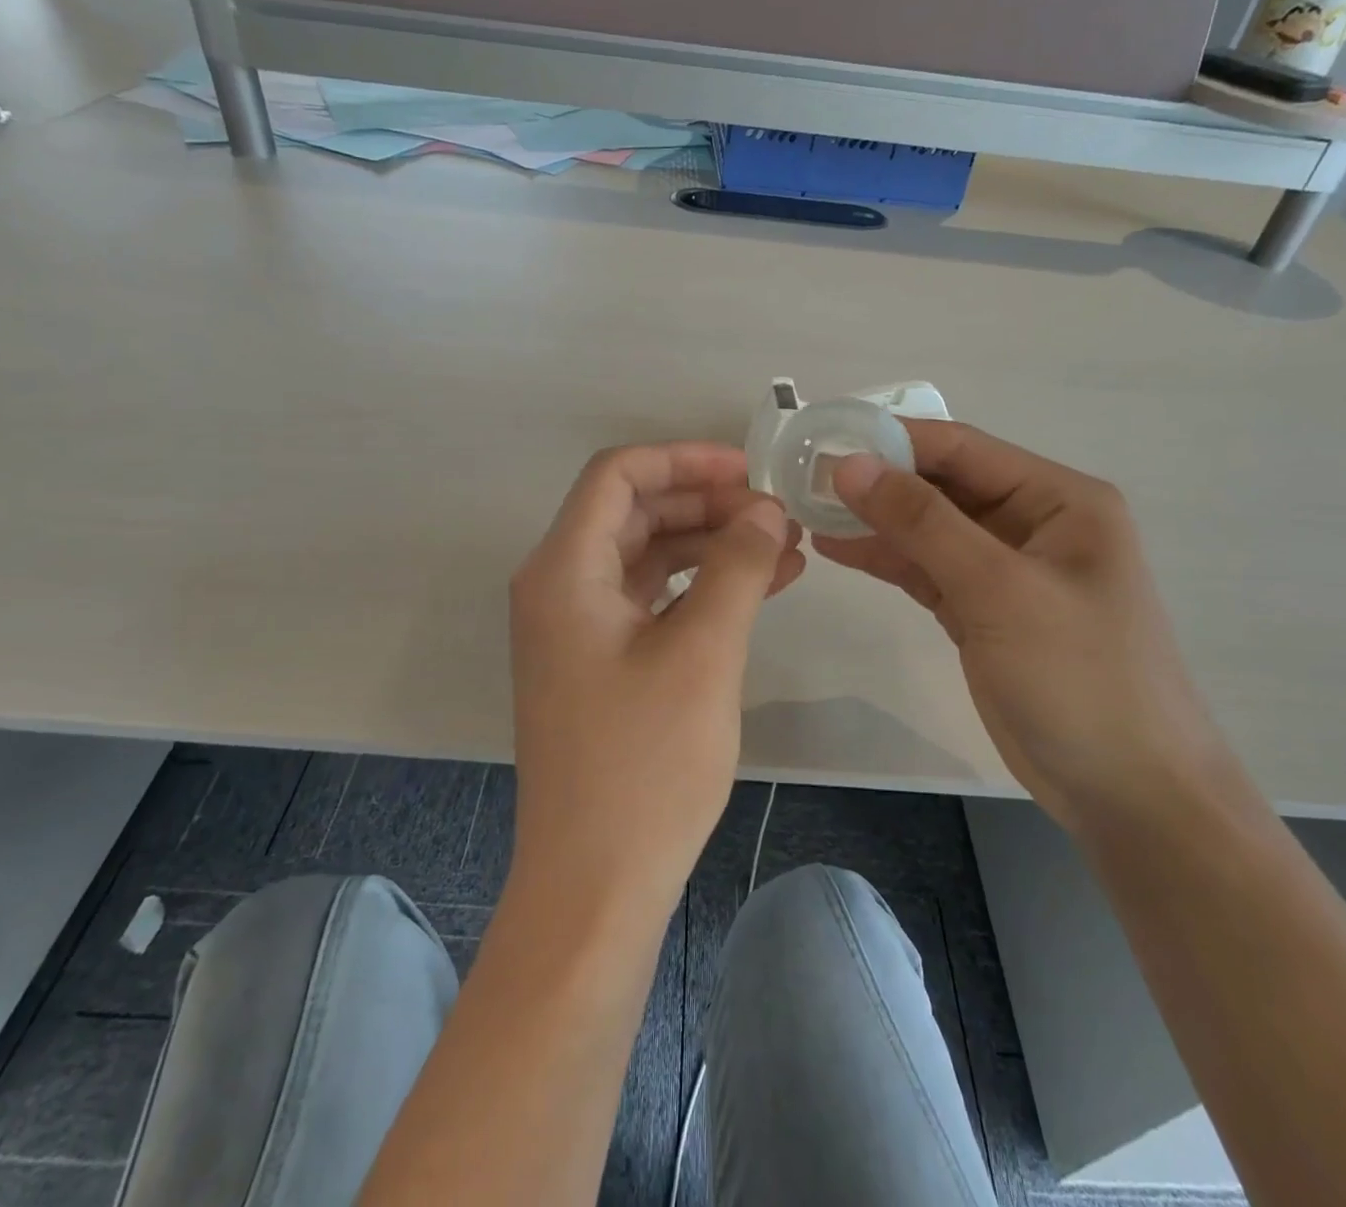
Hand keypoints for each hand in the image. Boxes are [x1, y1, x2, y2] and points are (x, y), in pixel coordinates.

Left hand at [508, 444, 802, 922]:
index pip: (618, 475)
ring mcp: (579, 629)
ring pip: (649, 557)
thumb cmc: (644, 763)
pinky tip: (760, 590)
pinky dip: (702, 589)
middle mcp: (560, 588)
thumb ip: (736, 566)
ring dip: (712, 546)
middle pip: (635, 513)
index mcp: (564, 570)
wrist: (595, 885)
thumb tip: (766, 509)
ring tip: (785, 550)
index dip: (684, 460)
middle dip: (708, 504)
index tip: (749, 471)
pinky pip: (653, 602)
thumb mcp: (702, 652)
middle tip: (777, 514)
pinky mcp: (600, 664)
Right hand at [816, 420, 1227, 831]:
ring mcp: (1007, 570)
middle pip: (942, 486)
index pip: (963, 449)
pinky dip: (886, 559)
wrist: (1129, 794)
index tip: (825, 440)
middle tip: (803, 479)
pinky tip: (836, 548)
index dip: (892, 440)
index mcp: (1059, 499)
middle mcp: (1034, 523)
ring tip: (806, 511)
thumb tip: (849, 464)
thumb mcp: (998, 590)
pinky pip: (927, 569)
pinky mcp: (984, 611)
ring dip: (874, 521)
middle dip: (877, 482)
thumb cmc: (1079, 677)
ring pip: (929, 529)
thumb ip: (922, 522)